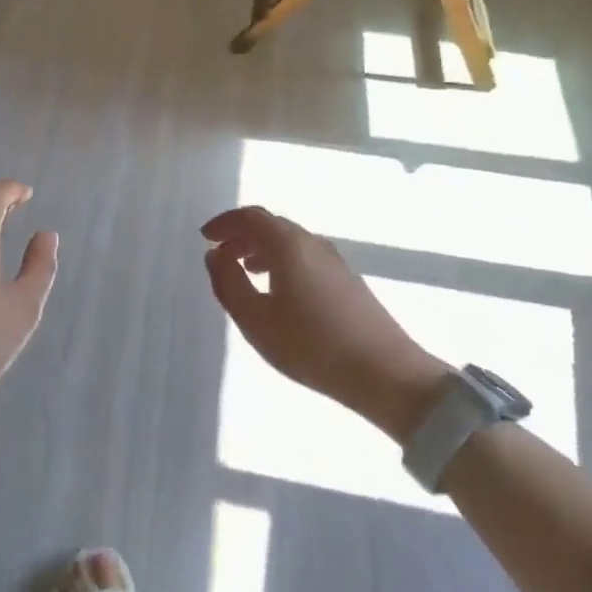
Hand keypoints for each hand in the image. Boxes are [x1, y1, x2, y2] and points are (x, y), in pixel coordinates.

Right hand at [202, 206, 446, 426]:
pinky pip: (305, 256)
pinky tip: (279, 289)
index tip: (205, 237)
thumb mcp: (255, 320)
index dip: (224, 223)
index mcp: (288, 245)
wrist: (386, 374)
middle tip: (220, 254)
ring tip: (245, 270)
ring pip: (290, 240)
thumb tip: (215, 255)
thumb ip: (228, 283)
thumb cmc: (311, 346)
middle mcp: (312, 243)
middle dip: (241, 235)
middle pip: (271, 225)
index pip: (250, 217)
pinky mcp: (347, 279)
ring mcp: (334, 260)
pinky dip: (282, 260)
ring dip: (262, 248)